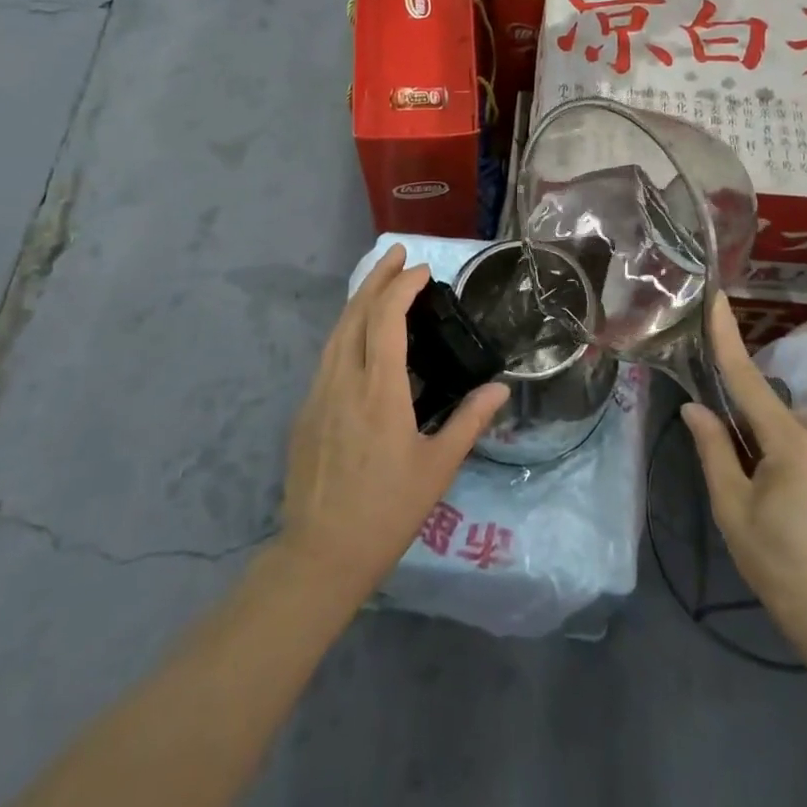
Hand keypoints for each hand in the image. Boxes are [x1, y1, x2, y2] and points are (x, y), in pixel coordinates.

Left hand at [279, 246, 507, 607]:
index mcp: (378, 391)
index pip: (386, 320)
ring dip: (358, 299)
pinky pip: (327, 355)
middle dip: (376, 277)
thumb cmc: (387, 511)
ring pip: (335, 331)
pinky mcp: (305, 411)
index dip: (402, 287)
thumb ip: (469, 422)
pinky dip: (346, 329)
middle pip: (355, 314)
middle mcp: (343, 381)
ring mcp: (318, 394)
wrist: (321, 554)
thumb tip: (500, 389)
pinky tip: (359, 334)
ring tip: (378, 280)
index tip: (422, 270)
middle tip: (397, 252)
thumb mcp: (438, 468)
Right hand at [682, 294, 806, 653]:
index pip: (751, 382)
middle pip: (775, 418)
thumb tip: (696, 408)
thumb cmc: (777, 564)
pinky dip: (804, 467)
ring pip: (798, 438)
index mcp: (794, 446)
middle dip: (755, 437)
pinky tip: (804, 509)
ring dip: (780, 455)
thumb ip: (714, 450)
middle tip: (747, 486)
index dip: (730, 340)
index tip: (718, 299)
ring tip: (779, 507)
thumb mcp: (731, 508)